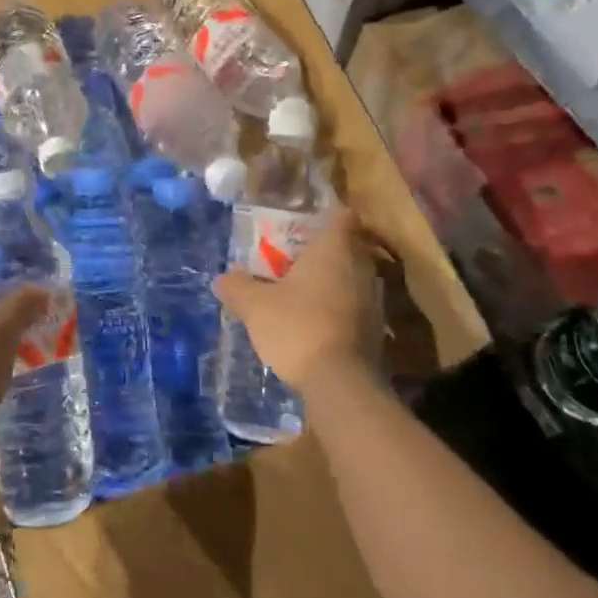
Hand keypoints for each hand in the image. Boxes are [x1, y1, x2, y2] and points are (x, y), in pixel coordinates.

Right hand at [215, 208, 376, 394]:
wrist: (340, 383)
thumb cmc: (298, 327)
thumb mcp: (255, 306)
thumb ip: (238, 287)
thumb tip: (223, 278)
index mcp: (334, 250)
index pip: (342, 216)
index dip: (326, 214)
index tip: (305, 221)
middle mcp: (360, 267)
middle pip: (347, 246)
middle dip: (323, 250)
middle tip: (294, 257)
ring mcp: (373, 299)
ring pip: (352, 277)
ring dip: (331, 280)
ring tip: (301, 290)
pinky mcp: (375, 329)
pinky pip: (354, 305)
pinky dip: (337, 306)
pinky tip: (313, 320)